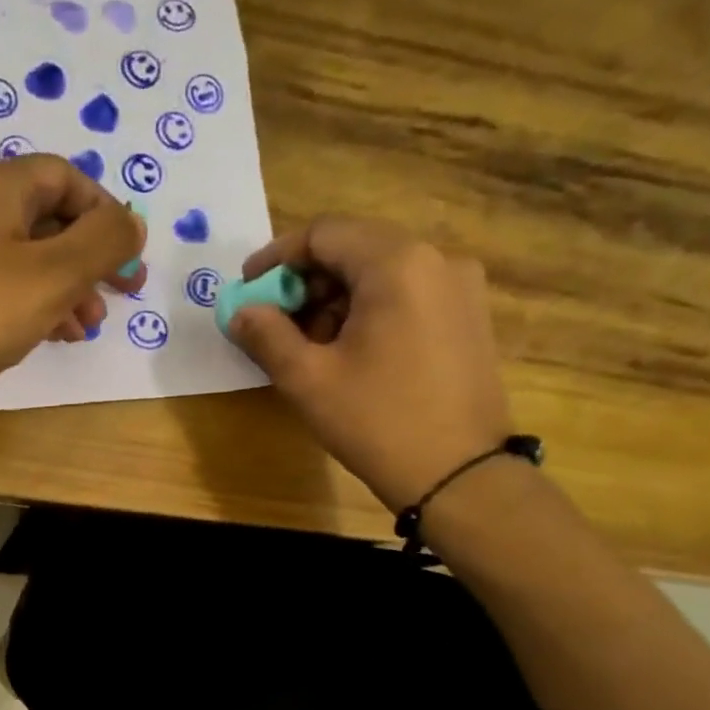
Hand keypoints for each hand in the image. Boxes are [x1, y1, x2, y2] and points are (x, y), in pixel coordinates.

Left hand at [0, 156, 145, 427]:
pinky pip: (6, 293)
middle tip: (123, 293)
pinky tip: (58, 337)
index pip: (64, 177)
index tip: (130, 253)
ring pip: (29, 262)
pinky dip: (39, 308)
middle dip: (91, 256)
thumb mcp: (54, 273)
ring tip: (90, 326)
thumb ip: (104, 241)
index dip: (104, 209)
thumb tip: (132, 223)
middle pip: (48, 219)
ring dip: (69, 289)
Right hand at [227, 218, 512, 509]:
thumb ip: (266, 335)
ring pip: (381, 272)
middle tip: (273, 322)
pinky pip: (407, 294)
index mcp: (397, 264)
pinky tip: (348, 351)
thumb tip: (241, 312)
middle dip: (306, 281)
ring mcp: (461, 287)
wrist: (458, 475)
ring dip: (335, 298)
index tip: (247, 289)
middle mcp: (437, 259)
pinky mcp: (469, 316)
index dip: (277, 258)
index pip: (324, 234)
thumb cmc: (377, 422)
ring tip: (308, 345)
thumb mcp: (307, 380)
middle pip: (354, 249)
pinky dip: (368, 310)